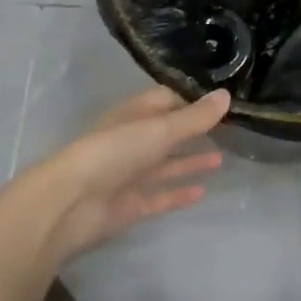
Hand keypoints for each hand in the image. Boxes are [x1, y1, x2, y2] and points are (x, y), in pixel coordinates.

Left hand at [1, 86, 229, 264]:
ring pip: (166, 164)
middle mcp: (133, 140)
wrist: (71, 203)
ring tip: (222, 159)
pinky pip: (160, 195)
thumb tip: (227, 95)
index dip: (194, 99)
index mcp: (135, 114)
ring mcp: (130, 174)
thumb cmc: (115, 152)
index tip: (224, 100)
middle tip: (230, 130)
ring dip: (190, 161)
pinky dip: (179, 192)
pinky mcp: (130, 204)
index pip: (168, 99)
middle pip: (168, 132)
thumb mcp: (160, 129)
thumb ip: (195, 117)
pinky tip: (203, 191)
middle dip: (194, 130)